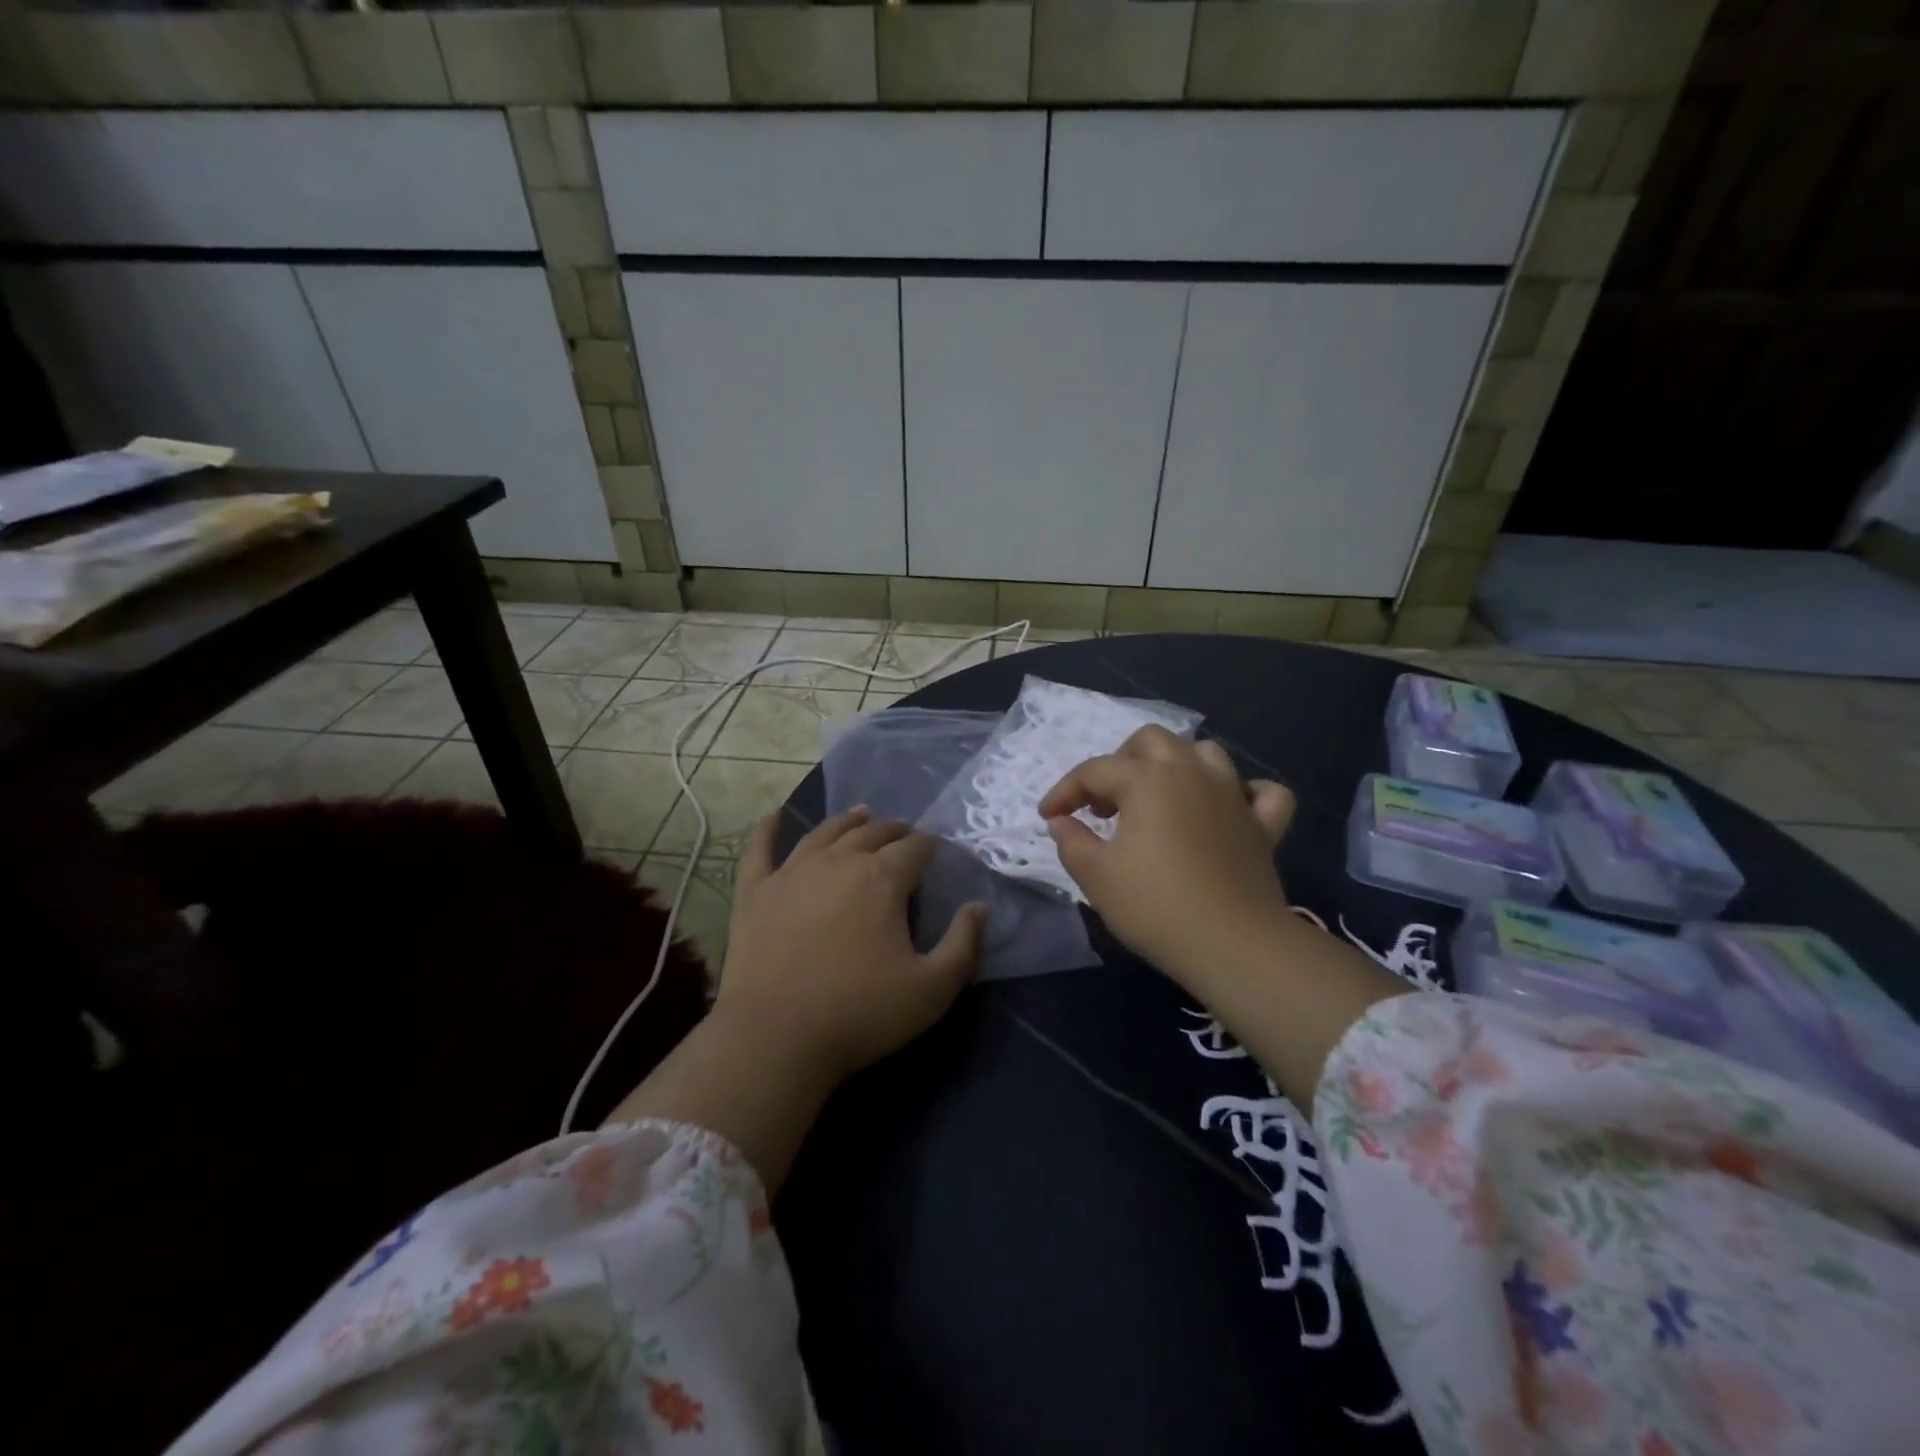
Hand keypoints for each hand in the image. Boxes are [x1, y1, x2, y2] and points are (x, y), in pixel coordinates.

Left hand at [715, 807, 985, 1082]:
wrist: (775, 1037)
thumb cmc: (860, 1013)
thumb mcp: (932, 989)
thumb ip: (963, 944)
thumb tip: (980, 907)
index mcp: (882, 879)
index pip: (914, 849)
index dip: (930, 846)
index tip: (938, 849)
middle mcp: (838, 862)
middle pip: (872, 834)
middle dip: (894, 830)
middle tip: (905, 832)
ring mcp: (792, 873)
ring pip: (825, 833)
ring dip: (847, 822)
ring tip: (861, 815)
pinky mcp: (755, 893)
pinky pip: (760, 850)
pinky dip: (768, 830)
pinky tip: (774, 815)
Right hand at [1039, 727, 1294, 990]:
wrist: (1231, 944)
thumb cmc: (1155, 906)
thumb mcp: (1095, 875)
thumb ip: (1071, 841)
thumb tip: (1062, 821)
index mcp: (1147, 779)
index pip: (1095, 770)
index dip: (1065, 790)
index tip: (1049, 816)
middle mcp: (1191, 772)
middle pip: (1151, 740)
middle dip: (1121, 762)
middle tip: (1107, 803)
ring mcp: (1233, 795)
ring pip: (1206, 753)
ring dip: (1178, 766)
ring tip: (1160, 799)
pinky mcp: (1263, 826)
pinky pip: (1264, 793)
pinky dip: (1246, 793)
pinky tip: (1229, 809)